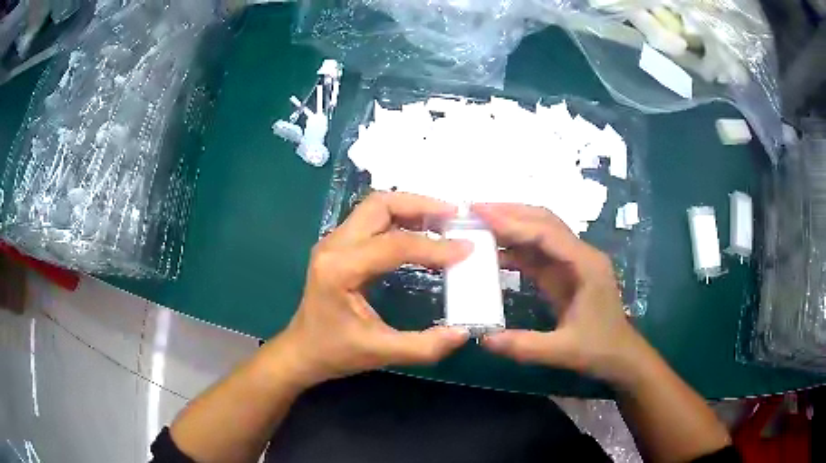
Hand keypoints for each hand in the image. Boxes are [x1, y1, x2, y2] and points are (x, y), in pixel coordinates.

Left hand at [269, 192, 471, 389]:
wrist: (301, 351)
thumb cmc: (335, 352)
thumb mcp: (381, 353)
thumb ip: (424, 346)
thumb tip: (463, 333)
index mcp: (340, 269)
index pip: (394, 244)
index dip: (434, 246)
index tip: (467, 248)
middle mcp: (333, 245)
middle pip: (379, 205)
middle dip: (420, 204)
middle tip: (454, 216)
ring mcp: (333, 242)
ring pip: (374, 207)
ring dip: (410, 207)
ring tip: (443, 220)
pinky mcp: (338, 245)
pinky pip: (372, 220)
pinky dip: (399, 218)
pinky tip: (420, 231)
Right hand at [473, 203, 646, 383]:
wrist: (620, 356)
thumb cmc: (599, 349)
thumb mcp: (563, 351)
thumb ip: (524, 345)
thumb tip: (483, 339)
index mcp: (585, 265)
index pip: (547, 234)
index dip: (514, 222)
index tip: (481, 213)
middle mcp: (580, 256)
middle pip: (544, 222)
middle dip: (510, 213)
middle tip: (474, 210)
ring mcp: (572, 263)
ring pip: (540, 234)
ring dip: (511, 226)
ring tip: (479, 224)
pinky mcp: (564, 274)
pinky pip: (537, 254)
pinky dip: (515, 249)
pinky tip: (494, 252)